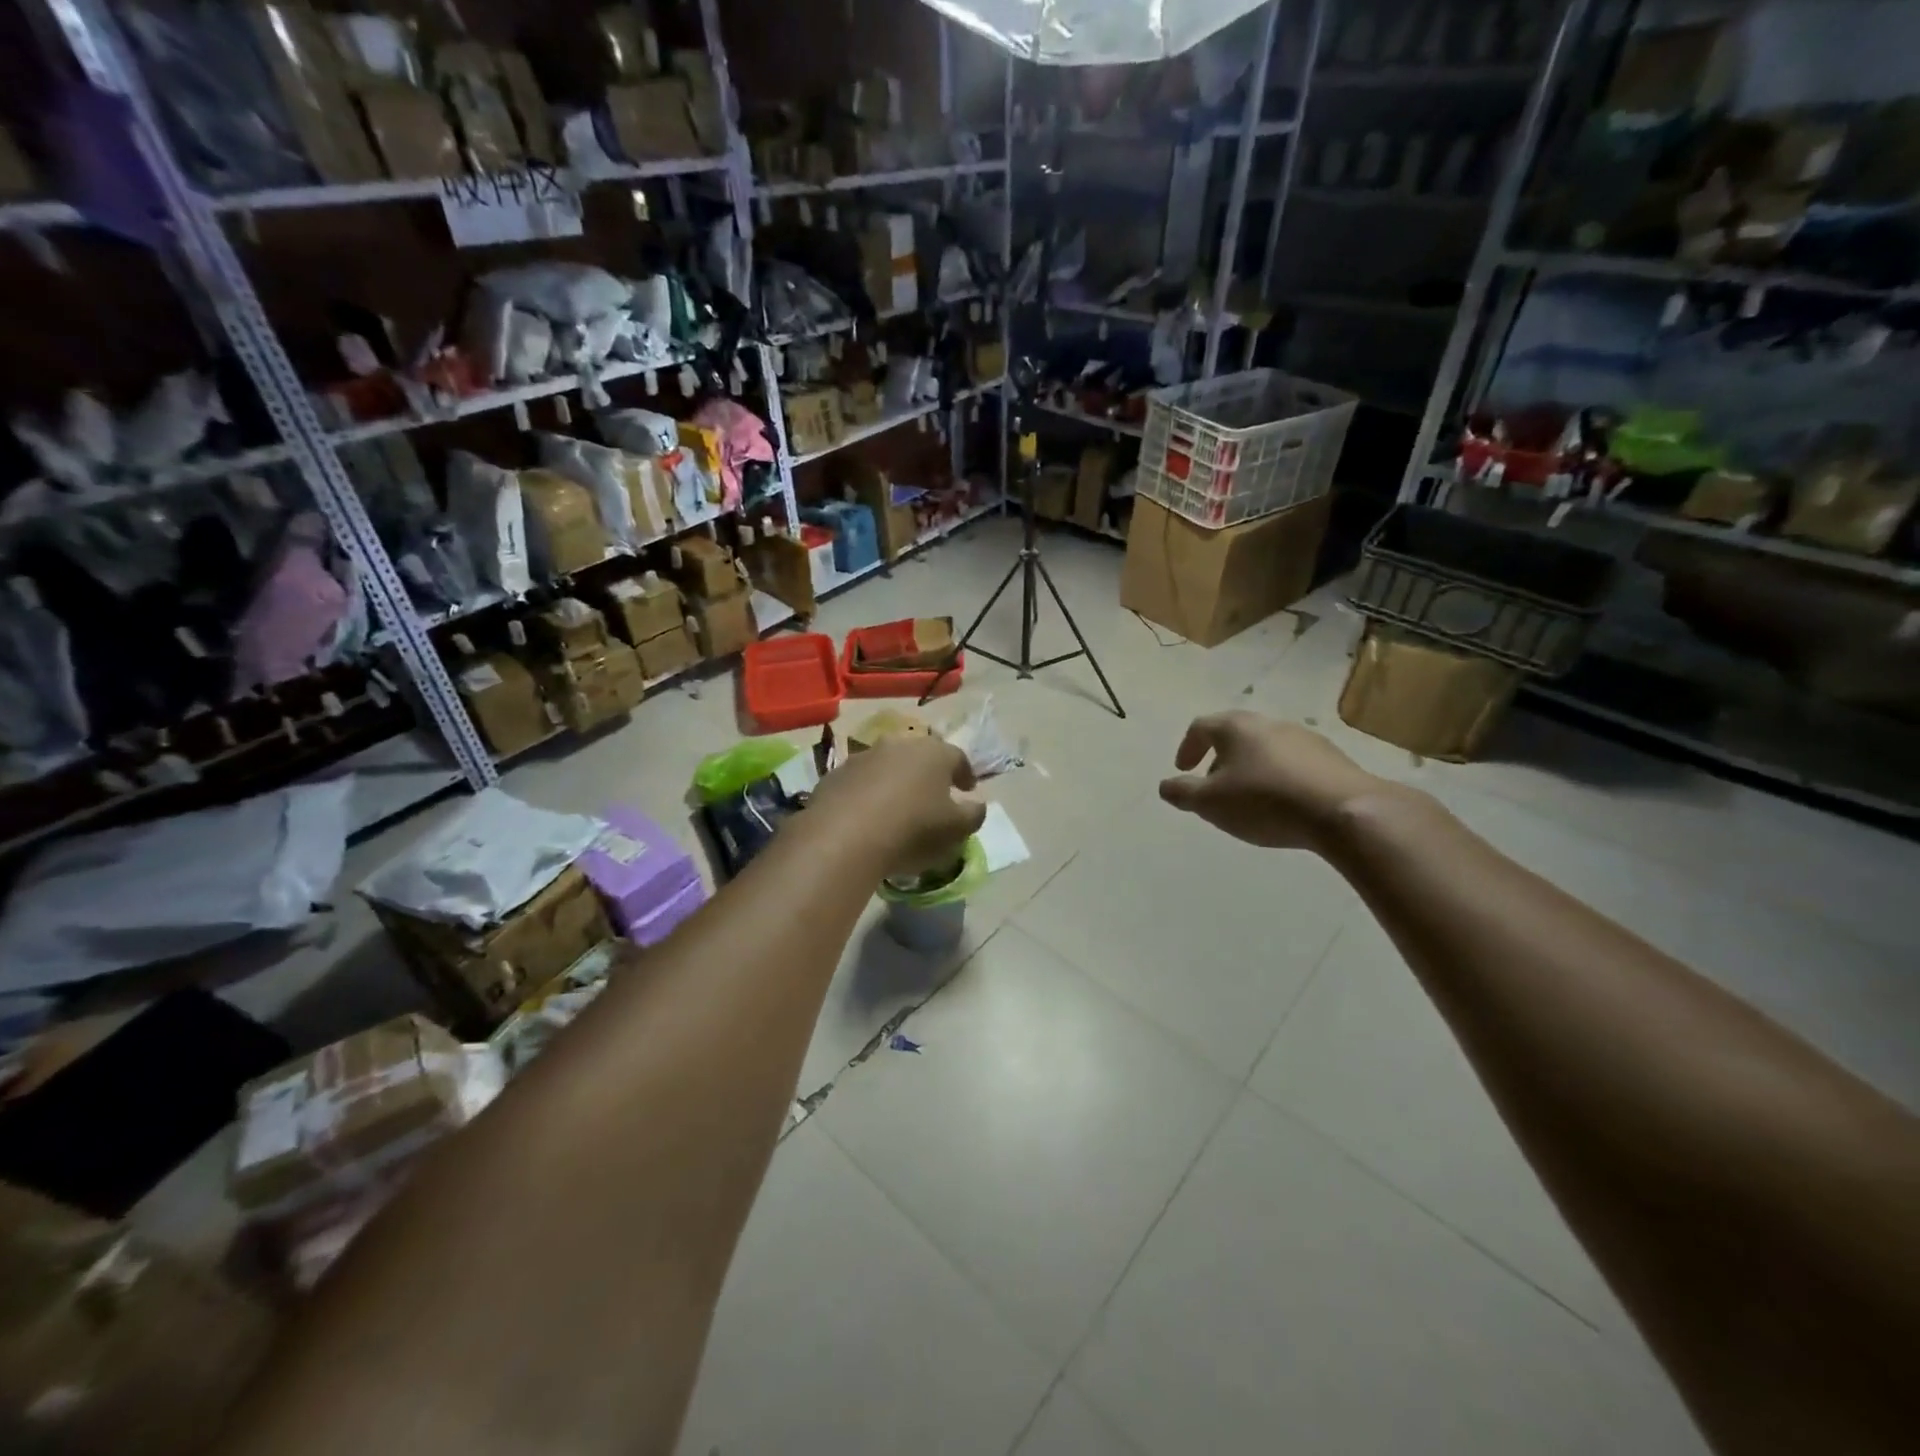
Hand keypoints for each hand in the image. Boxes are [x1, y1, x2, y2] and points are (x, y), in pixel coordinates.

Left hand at [807, 736, 986, 876]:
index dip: (965, 774)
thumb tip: (977, 805)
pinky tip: (867, 818)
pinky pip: (859, 783)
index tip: (968, 790)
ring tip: (898, 810)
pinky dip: (867, 795)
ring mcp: (863, 757)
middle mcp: (898, 745)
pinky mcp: (834, 775)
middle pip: (920, 756)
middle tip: (933, 797)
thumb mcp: (956, 829)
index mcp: (934, 753)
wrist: (844, 837)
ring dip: (895, 783)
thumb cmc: (912, 829)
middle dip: (928, 775)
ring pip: (887, 767)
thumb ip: (973, 815)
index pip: (957, 757)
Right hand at [1158, 712, 1386, 851]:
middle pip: (1235, 734)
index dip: (1187, 748)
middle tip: (1214, 784)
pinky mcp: (1331, 757)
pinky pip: (1293, 762)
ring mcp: (1304, 737)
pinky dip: (1278, 776)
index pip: (1201, 727)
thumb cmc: (1264, 801)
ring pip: (1265, 747)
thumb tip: (1166, 786)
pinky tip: (1283, 802)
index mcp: (1236, 727)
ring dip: (1250, 767)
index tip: (1183, 770)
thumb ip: (1183, 793)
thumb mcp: (1211, 803)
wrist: (1343, 811)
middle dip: (1219, 757)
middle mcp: (1269, 723)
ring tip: (1249, 797)